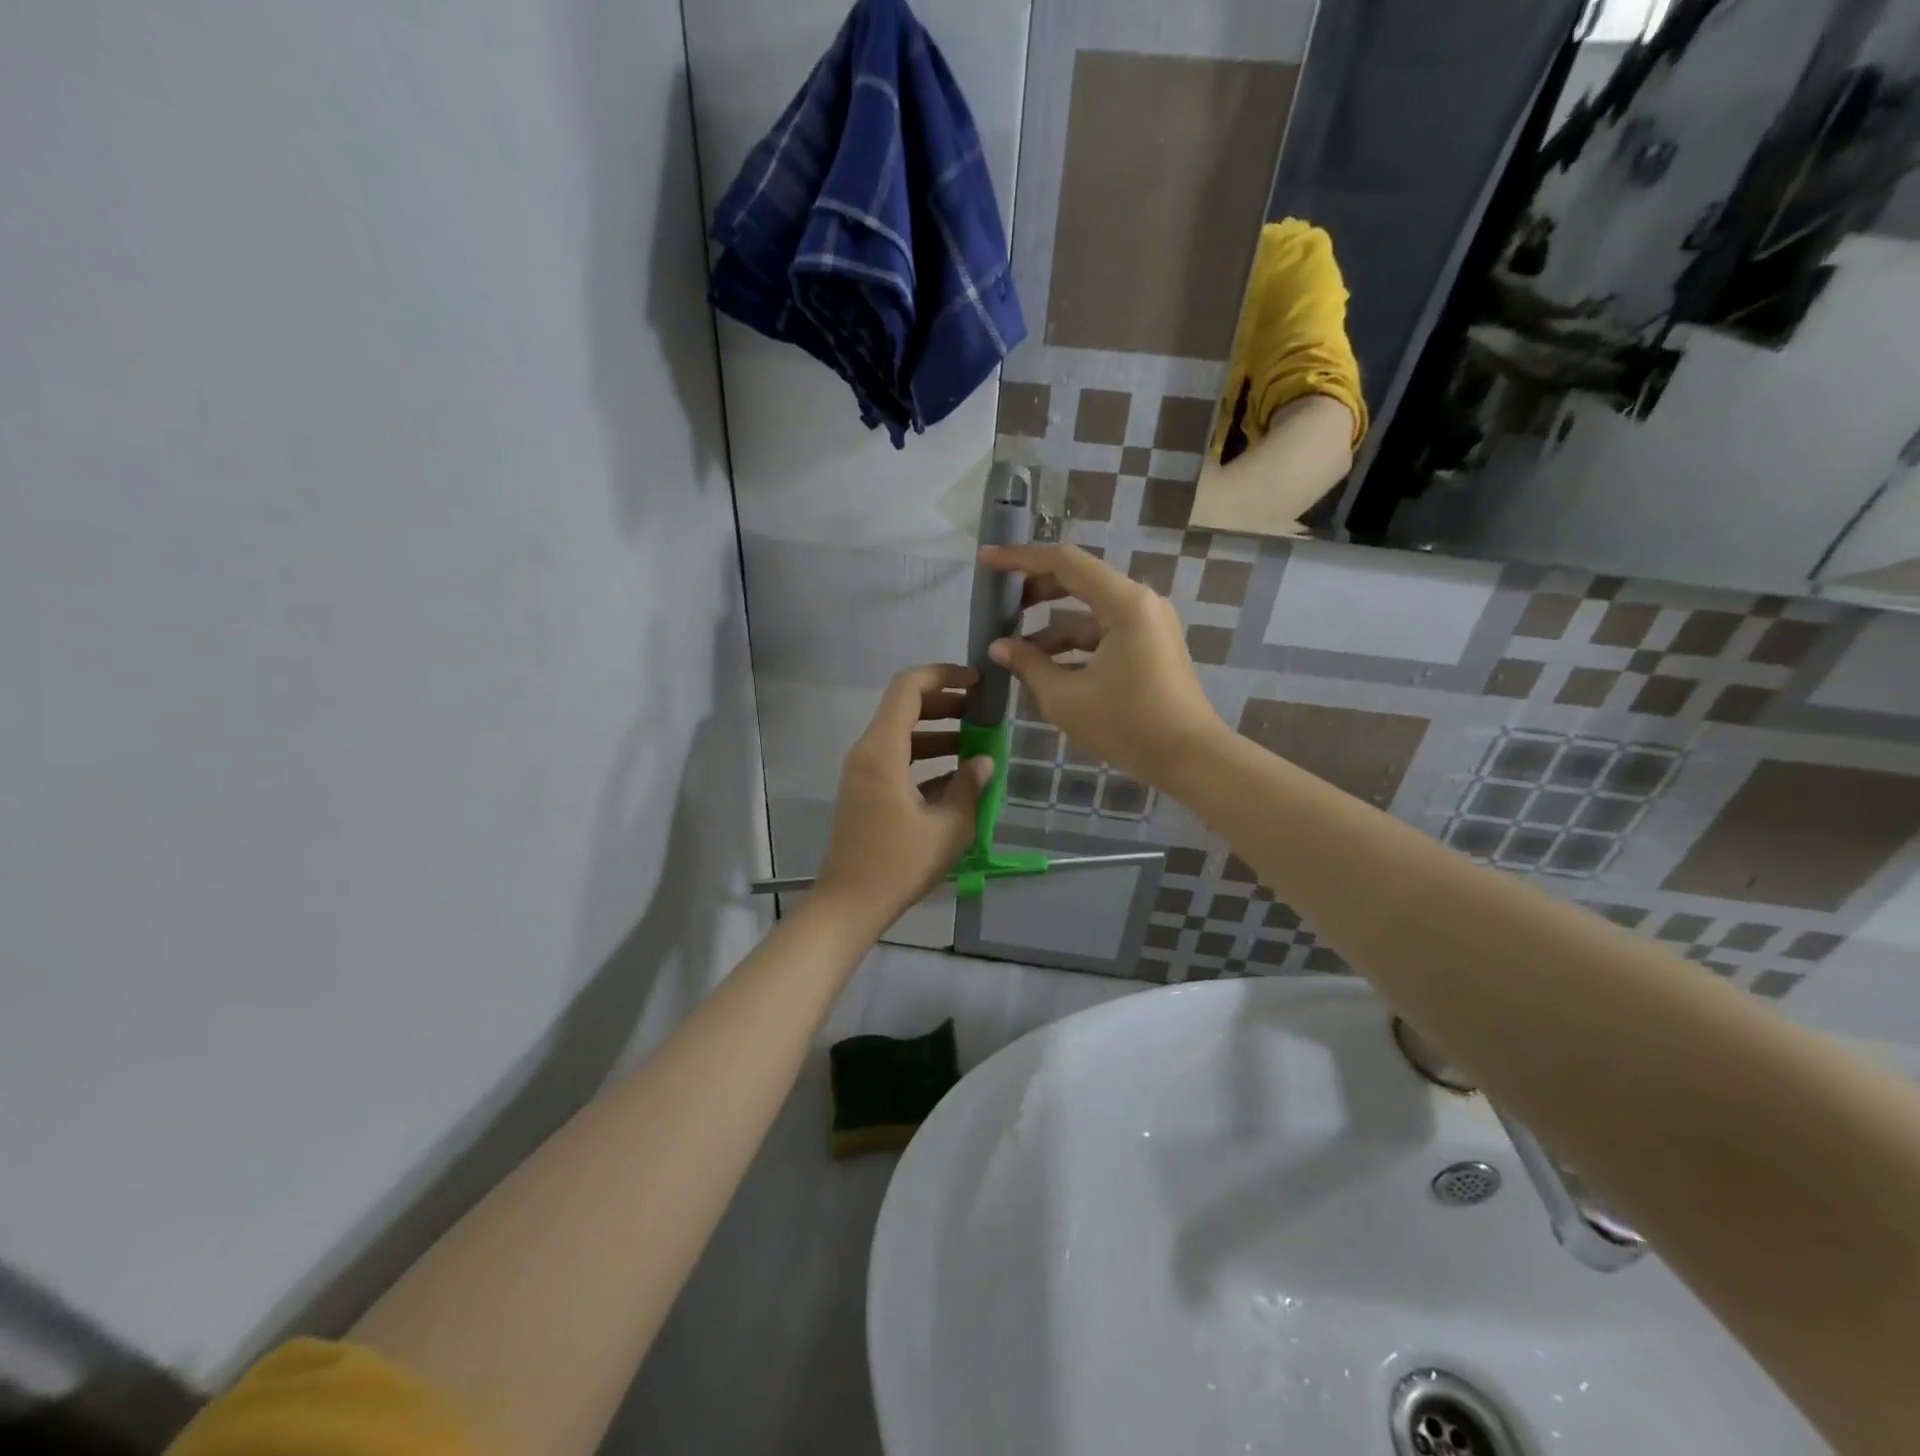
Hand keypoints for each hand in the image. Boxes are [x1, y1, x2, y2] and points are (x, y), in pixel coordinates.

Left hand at [814, 664, 995, 928]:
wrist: (850, 905)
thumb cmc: (899, 864)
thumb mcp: (949, 827)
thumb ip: (970, 787)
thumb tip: (984, 761)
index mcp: (882, 751)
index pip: (908, 688)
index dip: (943, 675)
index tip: (976, 683)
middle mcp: (867, 752)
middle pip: (905, 708)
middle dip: (945, 706)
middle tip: (982, 715)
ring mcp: (862, 773)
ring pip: (902, 736)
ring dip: (938, 735)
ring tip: (977, 747)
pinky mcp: (865, 792)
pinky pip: (896, 761)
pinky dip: (925, 760)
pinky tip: (957, 779)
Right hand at [978, 544, 1225, 786]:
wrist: (1190, 759)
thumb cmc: (1127, 725)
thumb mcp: (1066, 698)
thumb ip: (1028, 665)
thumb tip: (998, 648)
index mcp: (1123, 603)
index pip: (1064, 563)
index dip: (1020, 559)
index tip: (986, 560)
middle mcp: (1140, 603)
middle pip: (1078, 582)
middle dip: (1035, 593)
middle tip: (999, 608)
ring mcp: (1149, 625)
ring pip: (1089, 614)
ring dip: (1052, 628)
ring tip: (1015, 652)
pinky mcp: (1151, 647)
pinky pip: (1104, 634)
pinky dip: (1074, 646)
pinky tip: (1047, 669)